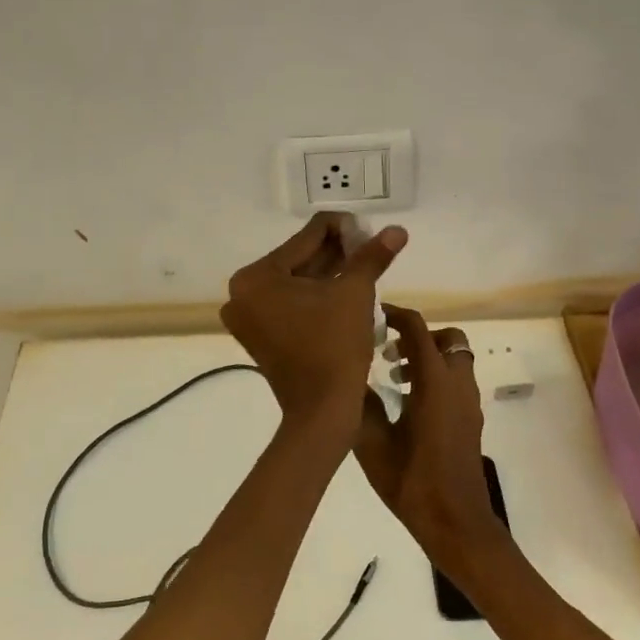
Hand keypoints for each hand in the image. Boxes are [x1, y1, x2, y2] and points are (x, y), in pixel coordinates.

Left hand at [221, 213, 406, 426]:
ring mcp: (248, 317)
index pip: (306, 237)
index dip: (343, 229)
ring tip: (365, 266)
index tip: (371, 231)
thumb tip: (397, 230)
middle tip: (372, 248)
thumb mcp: (355, 293)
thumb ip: (372, 256)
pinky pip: (291, 303)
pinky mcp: (260, 336)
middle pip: (298, 259)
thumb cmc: (335, 346)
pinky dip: (317, 296)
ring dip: (330, 272)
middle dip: (337, 252)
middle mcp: (242, 293)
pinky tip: (346, 288)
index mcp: (255, 277)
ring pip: (297, 282)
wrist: (323, 411)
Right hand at [353, 306, 499, 563]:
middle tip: (389, 352)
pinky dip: (436, 377)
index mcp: (434, 384)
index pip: (419, 330)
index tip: (374, 316)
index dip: (397, 316)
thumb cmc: (412, 484)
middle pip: (447, 339)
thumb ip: (361, 406)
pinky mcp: (470, 420)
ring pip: (454, 360)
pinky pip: (457, 382)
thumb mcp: (373, 445)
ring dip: (428, 357)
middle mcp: (457, 385)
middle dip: (419, 336)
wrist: (456, 522)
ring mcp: (468, 403)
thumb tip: (350, 378)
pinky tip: (408, 404)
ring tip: (394, 378)